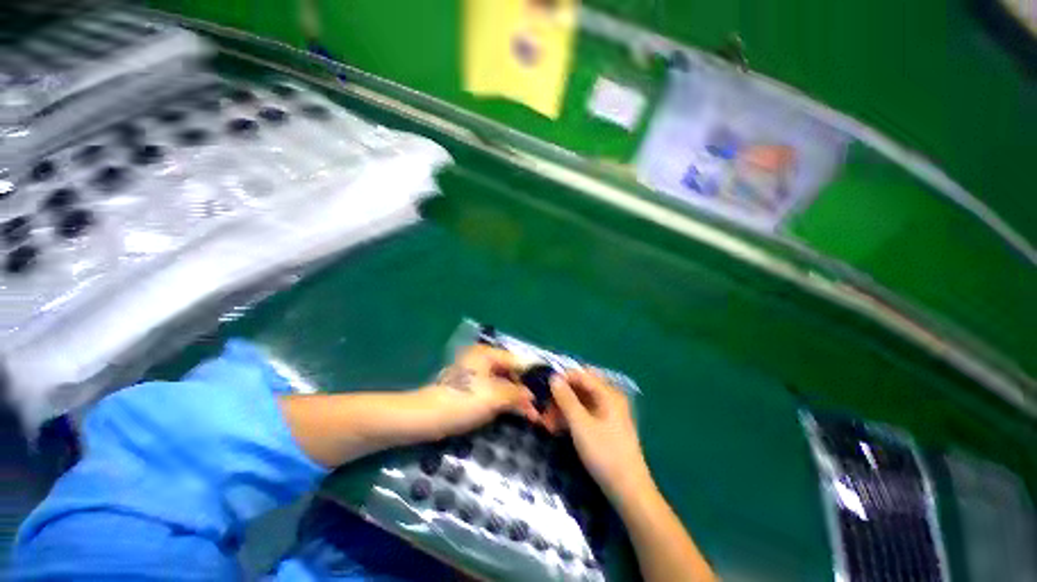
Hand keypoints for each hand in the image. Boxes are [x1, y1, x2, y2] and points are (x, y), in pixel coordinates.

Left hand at [419, 344, 538, 438]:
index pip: (517, 361)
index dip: (533, 375)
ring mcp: (477, 375)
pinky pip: (495, 393)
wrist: (427, 418)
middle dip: (525, 390)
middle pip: (511, 373)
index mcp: (487, 354)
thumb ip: (517, 394)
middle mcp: (483, 360)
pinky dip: (506, 402)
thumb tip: (533, 396)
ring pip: (504, 385)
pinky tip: (518, 413)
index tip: (549, 388)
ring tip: (534, 414)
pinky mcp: (472, 390)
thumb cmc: (463, 401)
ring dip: (517, 399)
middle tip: (542, 407)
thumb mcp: (495, 396)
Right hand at [550, 369, 652, 500]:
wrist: (628, 491)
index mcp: (608, 393)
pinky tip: (555, 428)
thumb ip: (566, 399)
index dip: (562, 378)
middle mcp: (609, 398)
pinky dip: (570, 419)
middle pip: (580, 388)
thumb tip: (553, 377)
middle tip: (542, 407)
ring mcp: (607, 413)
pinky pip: (583, 415)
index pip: (581, 374)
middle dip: (560, 396)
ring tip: (545, 421)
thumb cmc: (604, 453)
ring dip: (562, 409)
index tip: (542, 386)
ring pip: (580, 402)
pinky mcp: (603, 427)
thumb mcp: (580, 424)